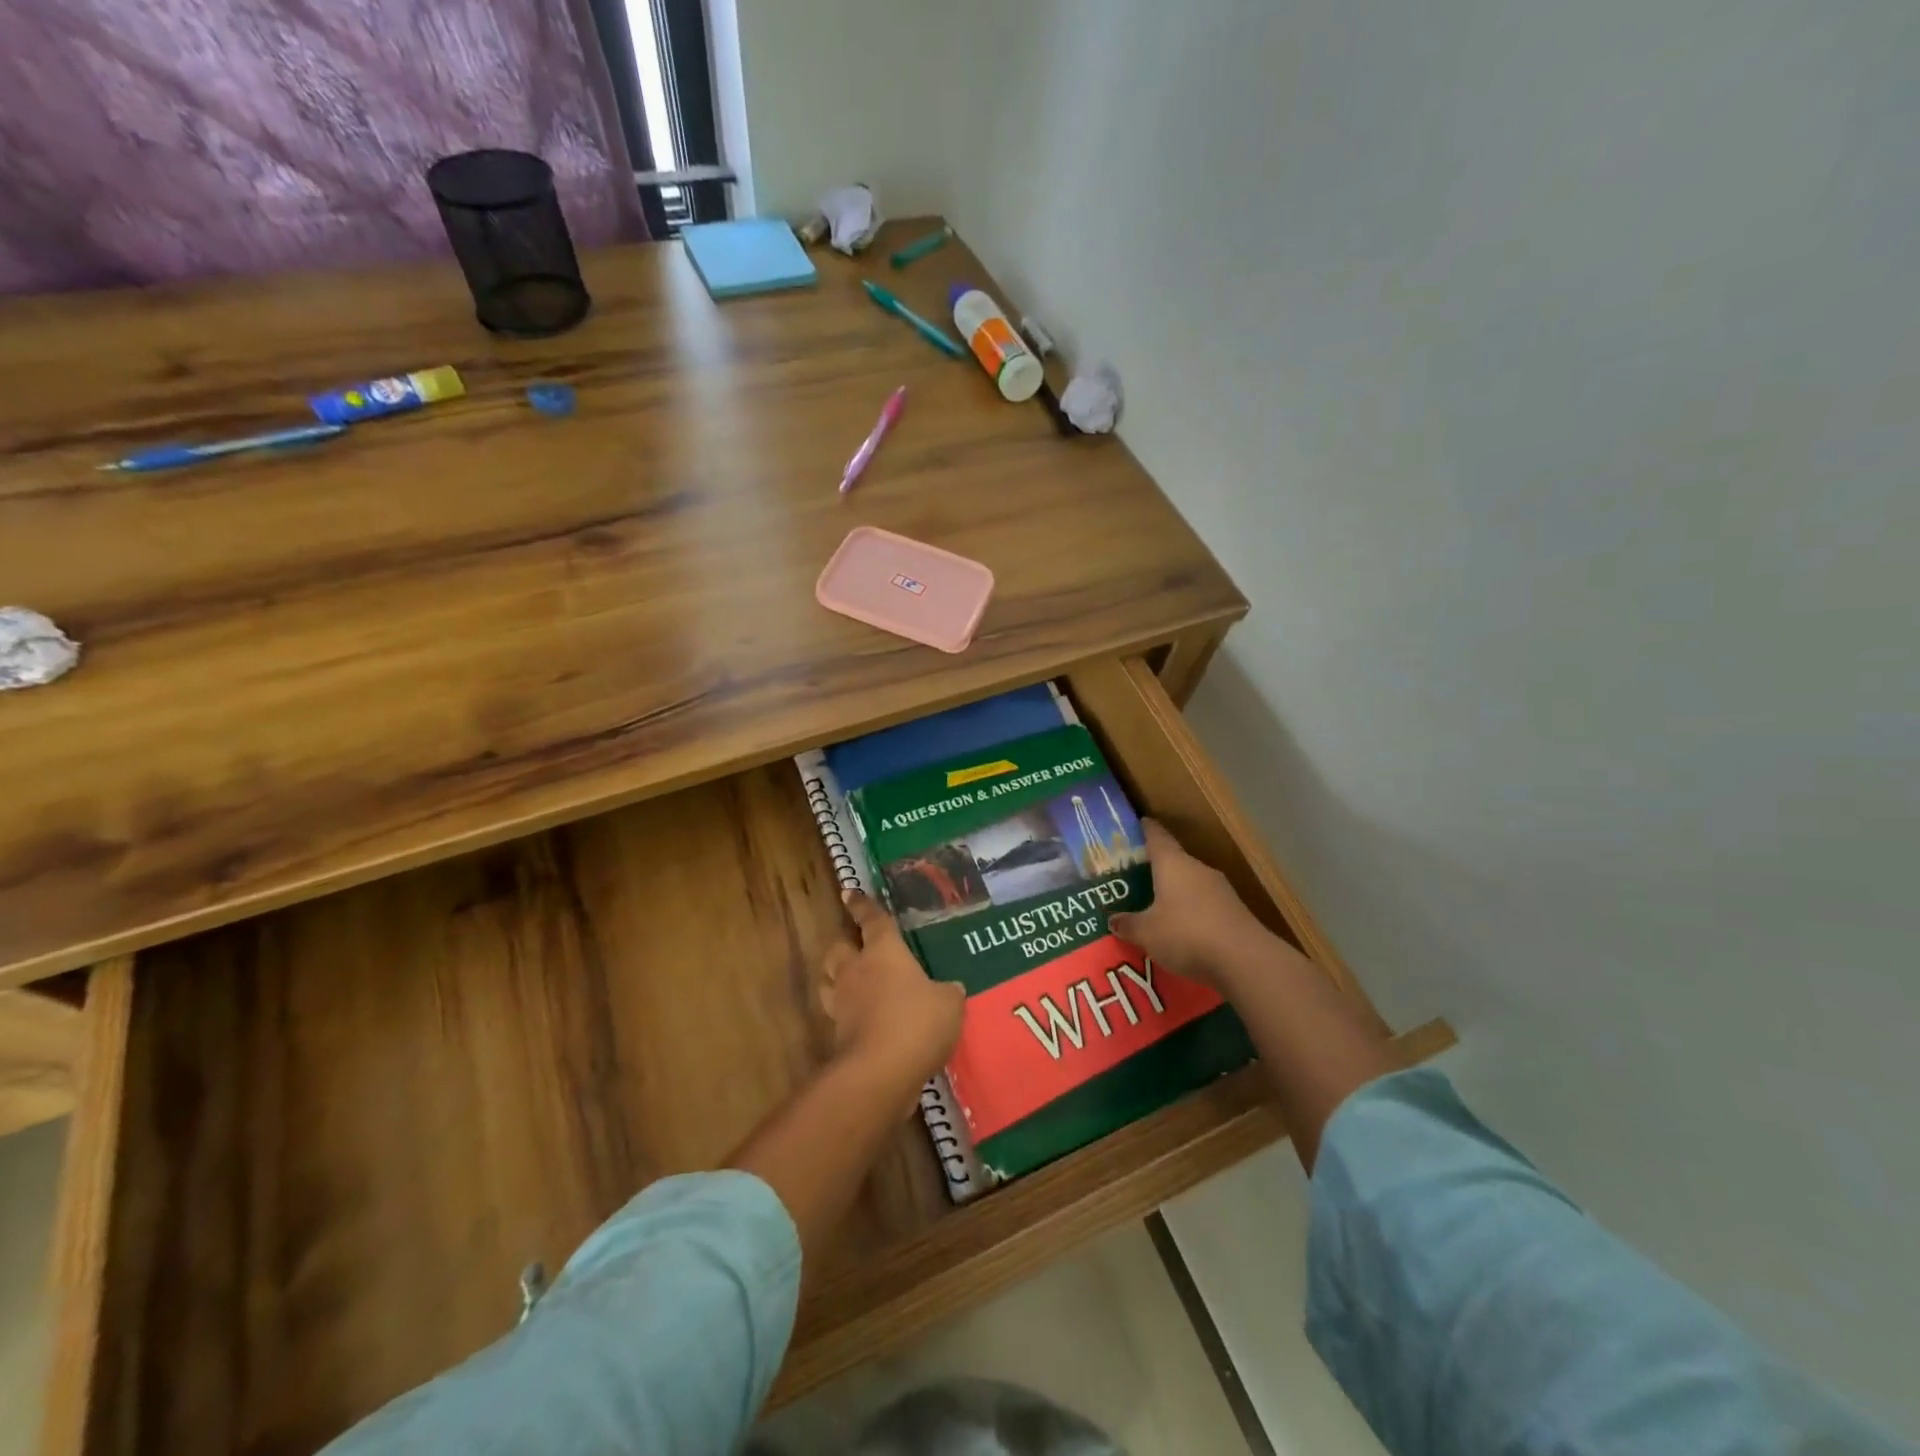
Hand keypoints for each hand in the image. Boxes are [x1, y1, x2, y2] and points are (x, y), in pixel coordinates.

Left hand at [823, 891, 965, 1099]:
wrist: (880, 1073)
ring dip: (839, 978)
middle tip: (857, 947)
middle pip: (838, 948)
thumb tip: (949, 988)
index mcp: (883, 951)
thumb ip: (947, 992)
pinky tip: (867, 1021)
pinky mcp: (839, 1035)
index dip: (861, 905)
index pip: (871, 920)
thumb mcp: (948, 1003)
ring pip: (830, 980)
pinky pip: (840, 1015)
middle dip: (845, 944)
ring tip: (856, 982)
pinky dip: (849, 1014)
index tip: (848, 892)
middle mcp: (857, 971)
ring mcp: (843, 1004)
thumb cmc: (917, 1022)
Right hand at [1109, 820, 1272, 990]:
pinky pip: (1205, 906)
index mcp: (1173, 864)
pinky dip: (1192, 914)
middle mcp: (1198, 869)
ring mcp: (1221, 890)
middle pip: (1175, 861)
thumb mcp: (1147, 933)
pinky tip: (1182, 932)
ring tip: (1156, 908)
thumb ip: (1129, 924)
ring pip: (1191, 885)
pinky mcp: (1235, 913)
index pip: (1157, 836)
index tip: (1138, 823)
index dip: (1146, 829)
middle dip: (1157, 868)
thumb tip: (1112, 920)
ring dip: (1175, 893)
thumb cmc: (1186, 934)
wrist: (1245, 960)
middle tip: (1136, 877)